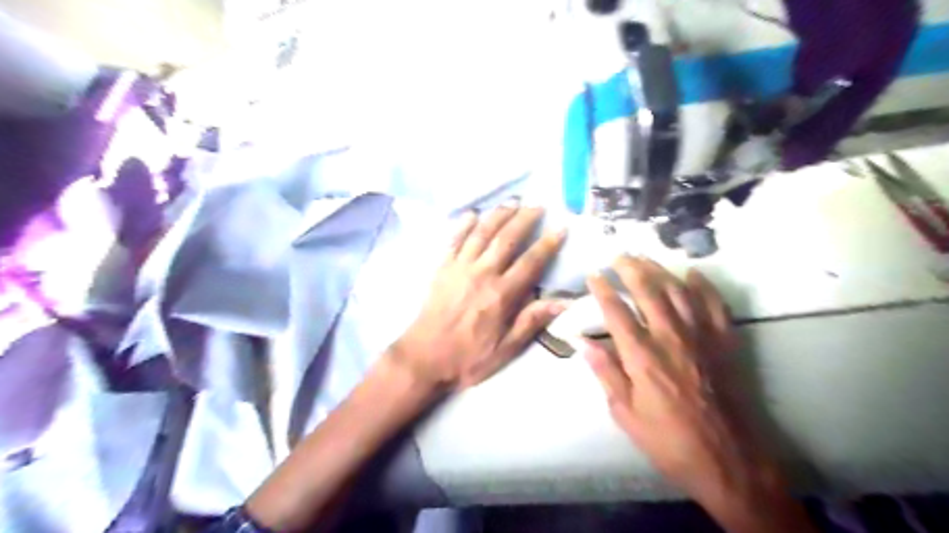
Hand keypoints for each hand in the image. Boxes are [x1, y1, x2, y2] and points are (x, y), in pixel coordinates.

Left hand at [391, 201, 560, 391]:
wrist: (424, 358)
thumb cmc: (468, 357)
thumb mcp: (506, 349)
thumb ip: (532, 321)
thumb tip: (564, 302)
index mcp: (501, 295)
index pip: (530, 262)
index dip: (548, 243)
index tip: (561, 227)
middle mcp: (482, 274)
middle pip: (506, 239)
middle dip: (524, 218)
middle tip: (537, 204)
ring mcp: (459, 267)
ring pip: (481, 233)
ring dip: (498, 215)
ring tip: (512, 202)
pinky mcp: (442, 268)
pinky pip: (454, 240)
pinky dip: (464, 225)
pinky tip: (473, 214)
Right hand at [584, 257, 810, 532]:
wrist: (729, 459)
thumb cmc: (669, 440)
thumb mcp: (626, 414)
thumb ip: (605, 373)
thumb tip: (582, 342)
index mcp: (642, 356)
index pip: (616, 312)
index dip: (602, 289)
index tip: (593, 274)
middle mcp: (670, 337)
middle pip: (648, 291)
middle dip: (630, 268)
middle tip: (619, 255)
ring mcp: (701, 336)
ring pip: (678, 291)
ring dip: (660, 270)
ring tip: (645, 257)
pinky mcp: (725, 342)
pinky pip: (715, 304)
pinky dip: (703, 285)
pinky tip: (692, 273)